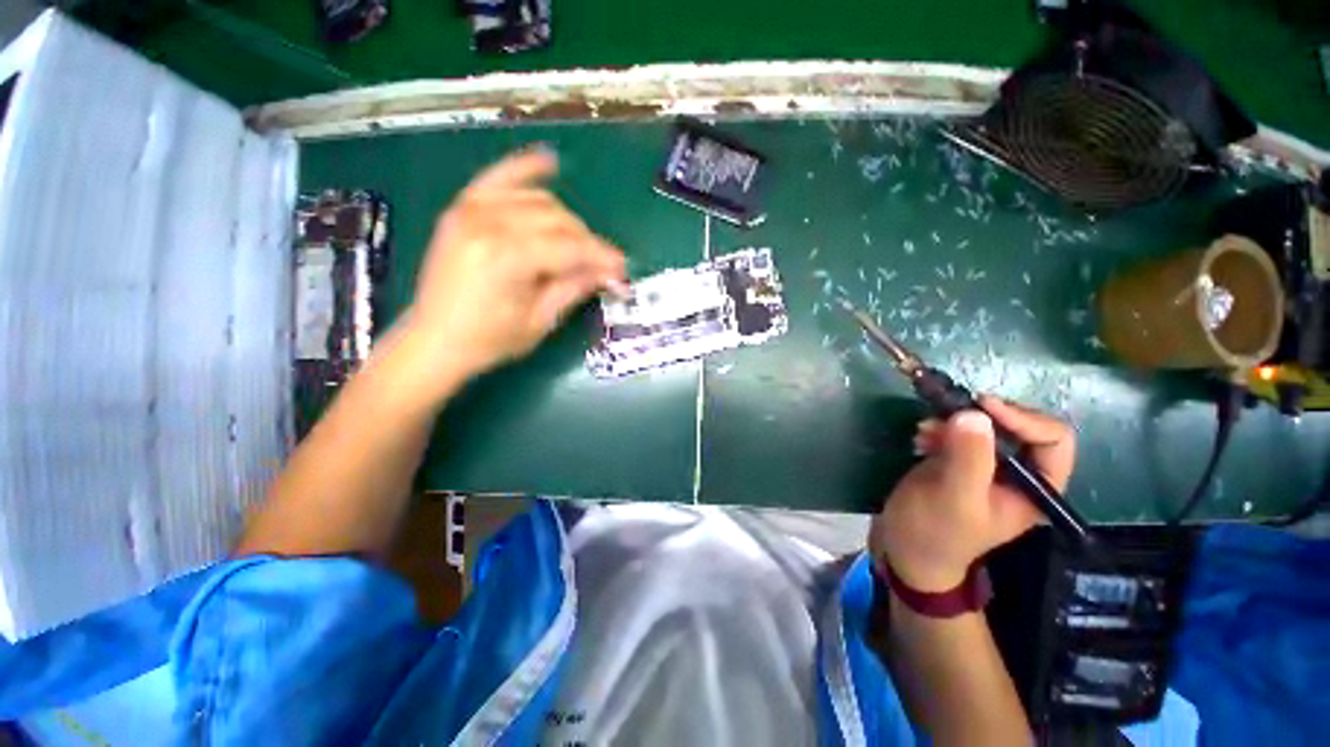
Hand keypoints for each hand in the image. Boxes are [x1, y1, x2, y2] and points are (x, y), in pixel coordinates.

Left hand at [398, 148, 626, 388]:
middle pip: (558, 220)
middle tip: (601, 265)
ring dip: (566, 220)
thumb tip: (610, 271)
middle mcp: (488, 223)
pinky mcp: (462, 209)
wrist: (434, 340)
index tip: (623, 268)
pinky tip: (550, 161)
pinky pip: (499, 179)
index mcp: (507, 258)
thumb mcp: (540, 320)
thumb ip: (575, 287)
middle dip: (586, 241)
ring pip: (538, 201)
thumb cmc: (489, 340)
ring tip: (577, 244)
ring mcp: (471, 210)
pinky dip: (526, 170)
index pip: (570, 247)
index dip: (601, 257)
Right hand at [869, 396, 1074, 591]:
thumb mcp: (954, 497)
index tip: (981, 406)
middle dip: (981, 417)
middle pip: (1018, 426)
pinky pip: (958, 431)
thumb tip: (975, 413)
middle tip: (946, 416)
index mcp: (1036, 488)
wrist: (905, 547)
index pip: (1052, 438)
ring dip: (954, 421)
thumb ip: (968, 458)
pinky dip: (939, 428)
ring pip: (984, 425)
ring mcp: (987, 466)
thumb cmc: (935, 531)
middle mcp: (1019, 474)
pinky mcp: (960, 460)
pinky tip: (920, 438)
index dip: (1022, 417)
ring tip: (924, 431)